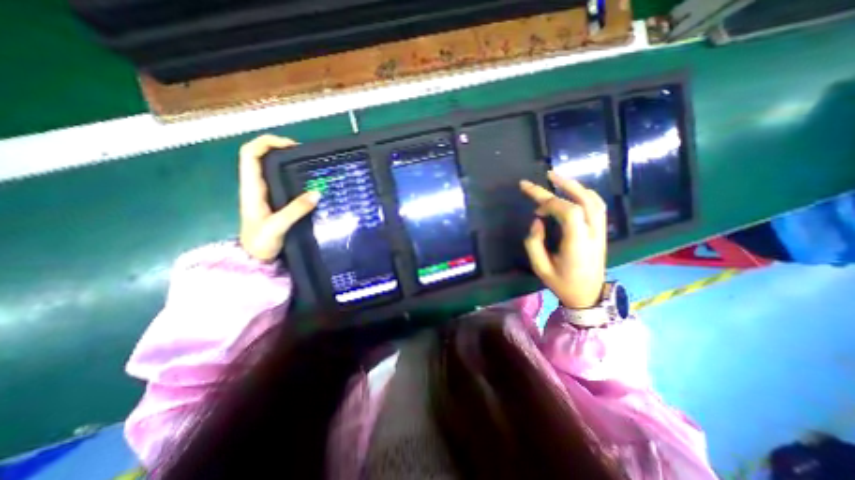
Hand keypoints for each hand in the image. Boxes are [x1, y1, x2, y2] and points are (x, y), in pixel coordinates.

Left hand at [237, 133, 319, 262]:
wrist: (255, 260)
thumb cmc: (260, 243)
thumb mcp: (277, 227)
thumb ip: (296, 210)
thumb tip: (317, 193)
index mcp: (251, 188)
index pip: (250, 154)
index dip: (267, 142)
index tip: (291, 146)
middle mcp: (255, 186)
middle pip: (260, 156)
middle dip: (280, 148)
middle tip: (305, 154)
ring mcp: (264, 194)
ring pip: (271, 168)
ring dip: (287, 161)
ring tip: (308, 164)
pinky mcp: (274, 202)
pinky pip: (281, 181)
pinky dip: (292, 175)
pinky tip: (308, 182)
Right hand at [521, 171, 607, 306]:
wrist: (588, 296)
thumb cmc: (562, 283)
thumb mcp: (540, 267)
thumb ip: (534, 243)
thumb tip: (537, 221)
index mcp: (578, 244)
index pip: (569, 212)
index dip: (550, 201)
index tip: (533, 203)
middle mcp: (593, 234)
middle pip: (585, 201)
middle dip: (564, 185)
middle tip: (546, 175)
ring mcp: (600, 232)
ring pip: (594, 200)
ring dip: (575, 186)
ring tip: (557, 179)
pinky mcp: (601, 231)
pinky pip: (597, 206)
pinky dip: (583, 194)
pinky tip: (570, 193)